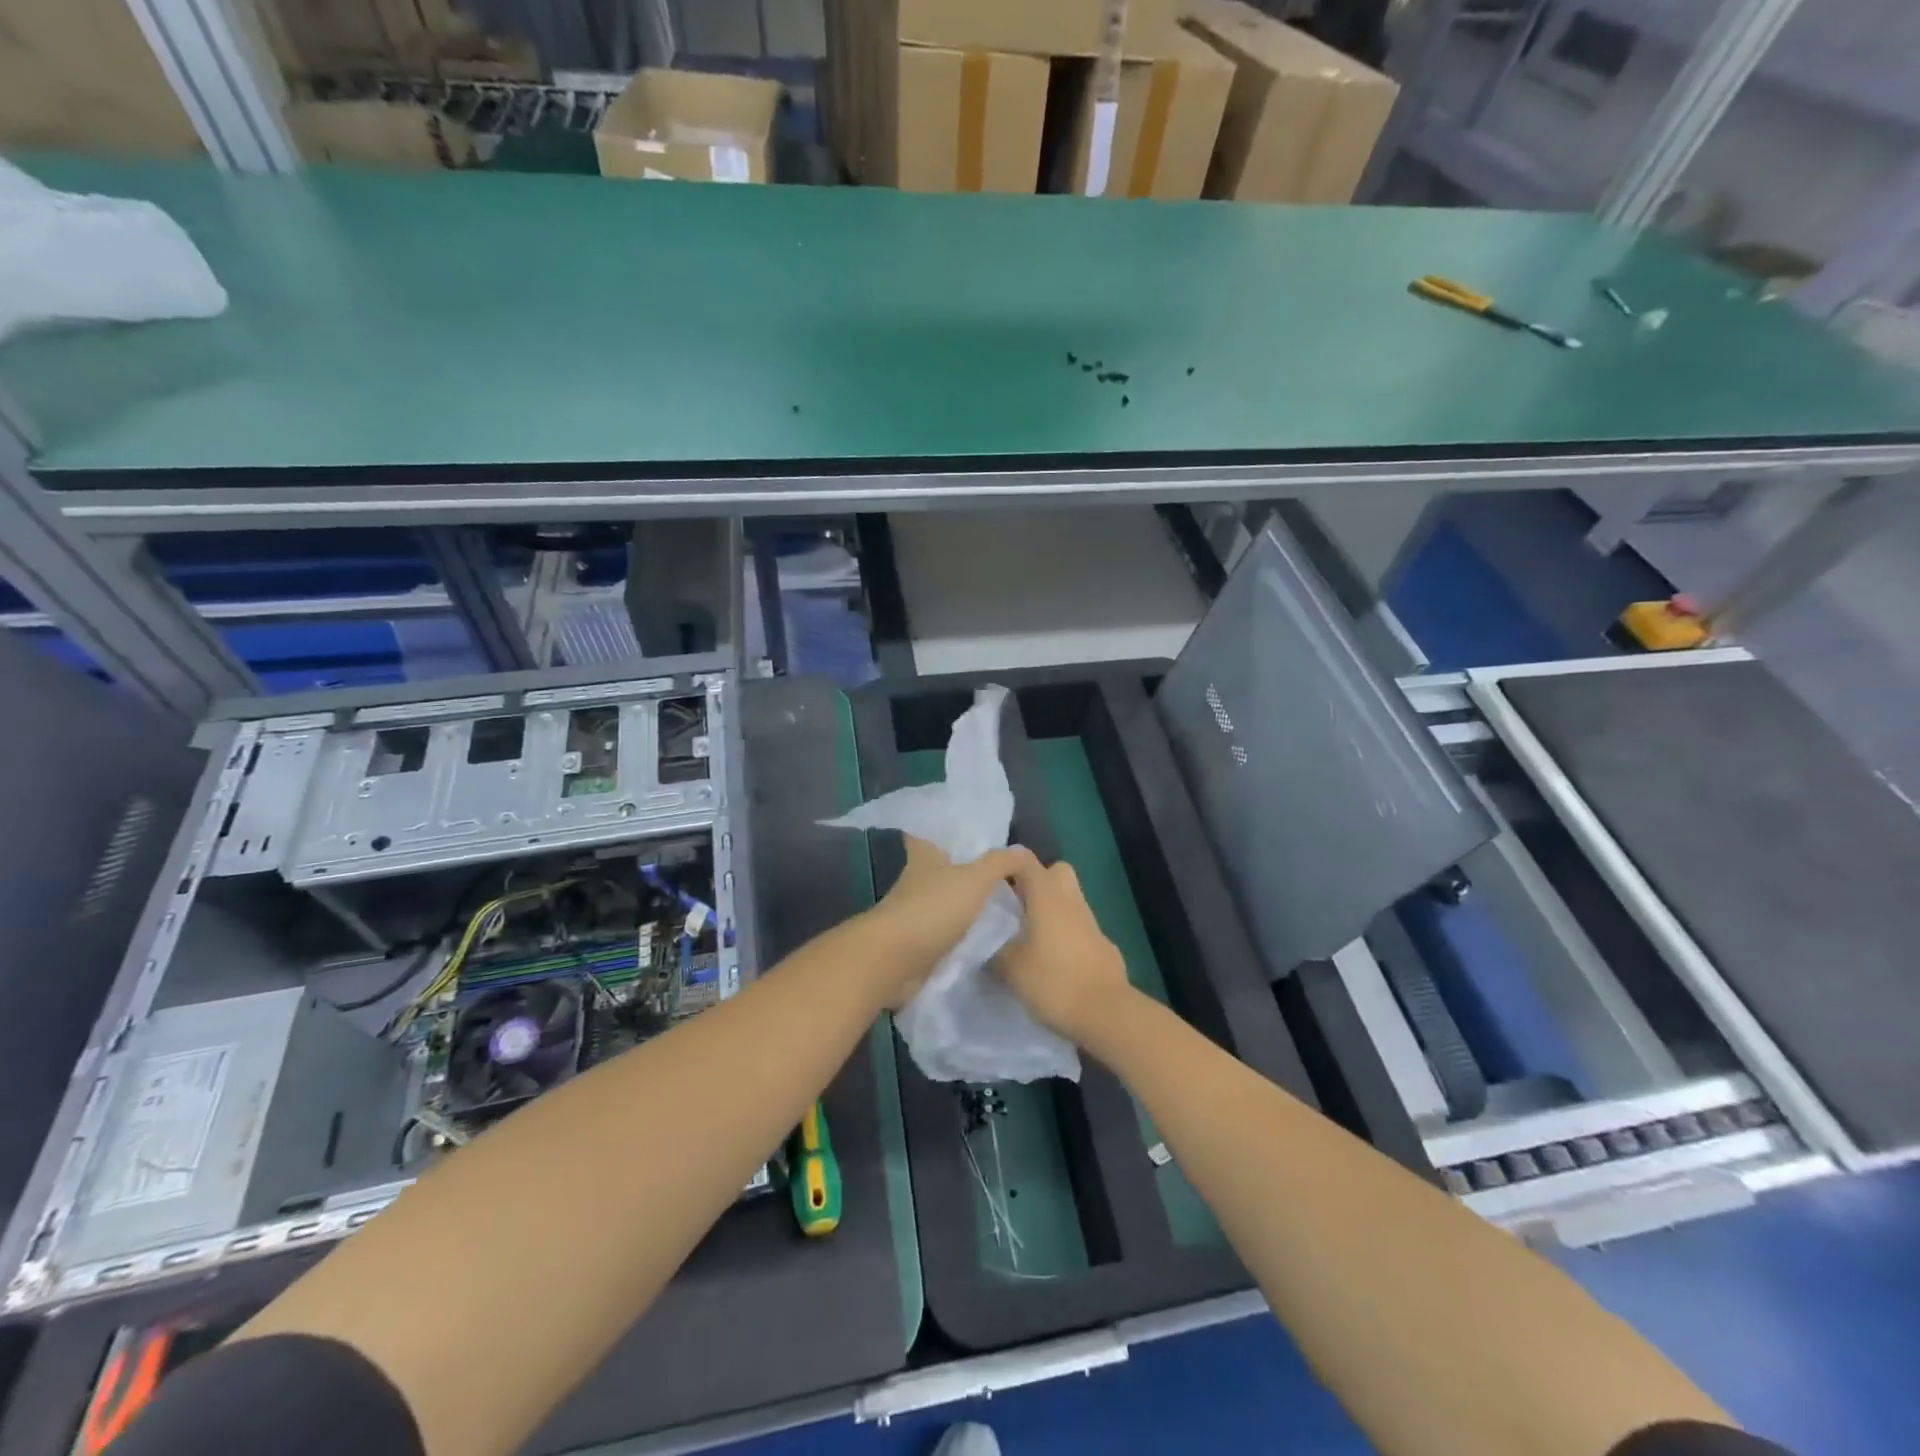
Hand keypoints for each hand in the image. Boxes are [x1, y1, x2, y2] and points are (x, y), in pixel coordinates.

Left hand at [864, 837, 1039, 1008]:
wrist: (896, 961)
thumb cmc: (932, 908)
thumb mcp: (974, 879)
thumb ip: (999, 863)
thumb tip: (1022, 851)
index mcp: (924, 856)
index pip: (927, 832)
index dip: (941, 828)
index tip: (964, 828)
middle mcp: (917, 880)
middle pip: (940, 867)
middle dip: (963, 868)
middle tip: (999, 870)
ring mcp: (916, 912)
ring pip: (945, 900)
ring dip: (965, 902)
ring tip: (1002, 904)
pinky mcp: (919, 942)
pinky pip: (947, 931)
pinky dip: (963, 931)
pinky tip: (988, 934)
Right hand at [995, 859, 1130, 1044]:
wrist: (1107, 1013)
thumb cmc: (1054, 982)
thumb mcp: (1012, 969)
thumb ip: (997, 953)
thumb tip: (989, 949)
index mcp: (1046, 897)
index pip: (1026, 861)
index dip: (1008, 864)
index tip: (992, 880)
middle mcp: (1071, 901)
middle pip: (1057, 872)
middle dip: (1038, 881)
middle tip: (1017, 906)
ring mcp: (1092, 923)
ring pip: (1070, 900)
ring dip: (1053, 910)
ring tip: (1031, 937)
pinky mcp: (1104, 947)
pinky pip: (1081, 928)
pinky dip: (1067, 935)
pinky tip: (1055, 962)